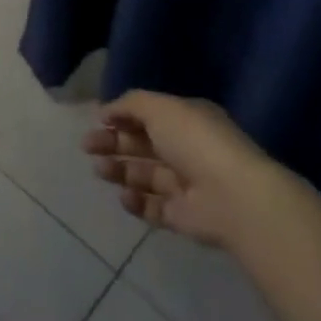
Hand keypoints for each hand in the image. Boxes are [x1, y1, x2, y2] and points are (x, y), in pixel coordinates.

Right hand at [83, 90, 273, 247]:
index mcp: (186, 120)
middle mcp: (186, 150)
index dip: (122, 116)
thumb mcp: (161, 108)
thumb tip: (106, 111)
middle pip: (143, 145)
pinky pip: (153, 207)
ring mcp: (185, 184)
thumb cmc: (195, 141)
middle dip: (114, 143)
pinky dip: (136, 202)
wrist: (232, 196)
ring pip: (144, 175)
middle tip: (87, 146)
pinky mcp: (182, 216)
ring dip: (120, 171)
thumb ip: (131, 104)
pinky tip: (123, 196)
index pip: (149, 115)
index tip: (98, 120)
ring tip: (100, 170)